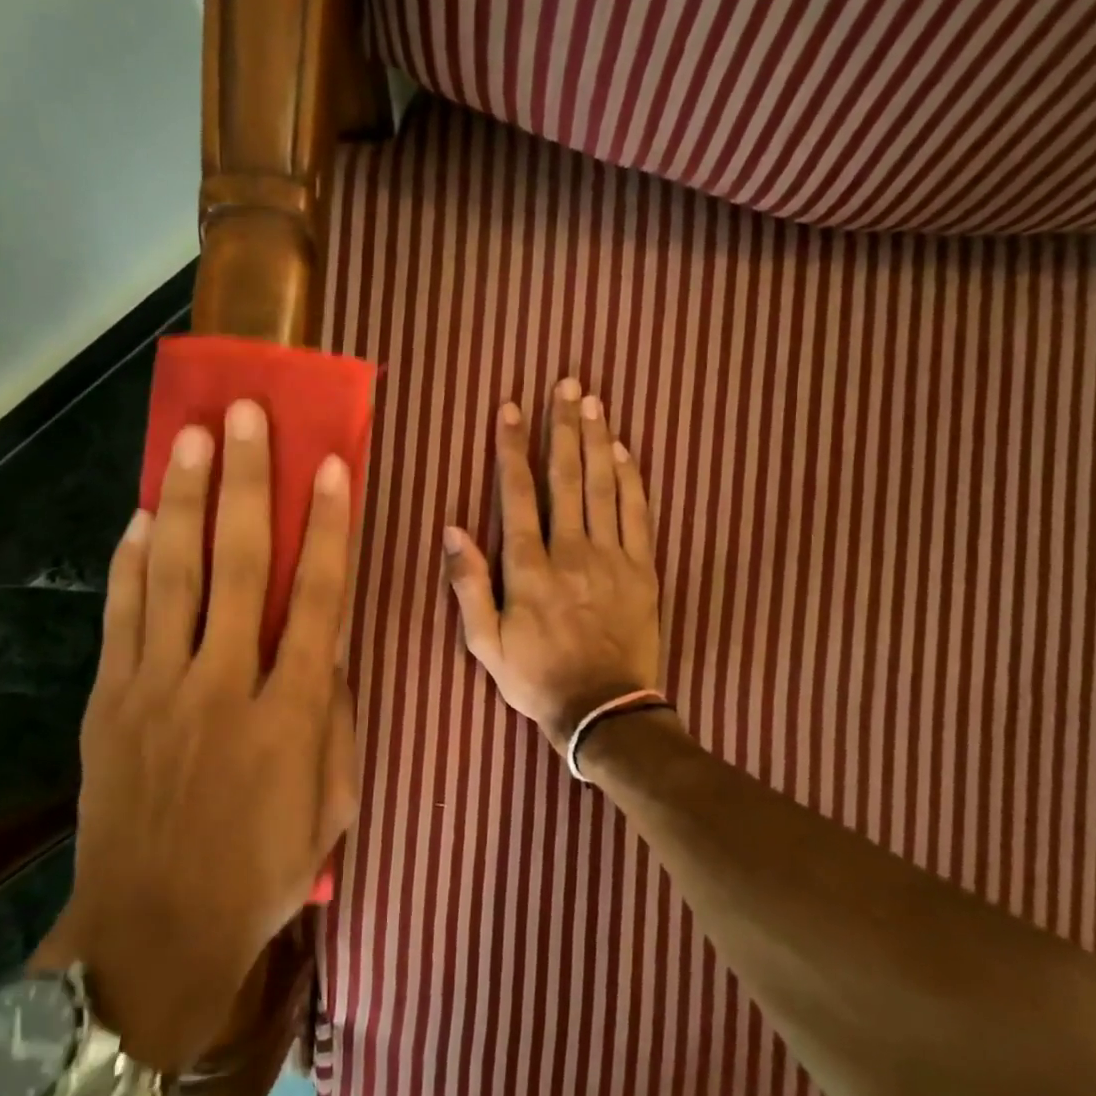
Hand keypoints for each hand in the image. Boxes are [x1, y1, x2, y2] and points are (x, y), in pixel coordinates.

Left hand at [42, 400, 357, 1073]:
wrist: (153, 934)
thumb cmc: (261, 871)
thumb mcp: (333, 802)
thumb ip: (337, 715)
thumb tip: (330, 643)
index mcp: (290, 712)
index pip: (317, 597)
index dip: (328, 526)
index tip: (332, 466)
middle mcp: (223, 684)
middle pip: (238, 564)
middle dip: (246, 483)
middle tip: (244, 416)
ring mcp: (158, 689)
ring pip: (172, 574)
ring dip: (185, 500)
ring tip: (190, 438)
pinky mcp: (110, 702)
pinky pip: (122, 615)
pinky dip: (131, 561)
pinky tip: (141, 514)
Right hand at [443, 378, 661, 753]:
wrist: (604, 711)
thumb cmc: (536, 678)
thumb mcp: (484, 642)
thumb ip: (468, 584)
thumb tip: (453, 529)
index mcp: (530, 568)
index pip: (519, 494)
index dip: (513, 448)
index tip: (511, 409)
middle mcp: (572, 552)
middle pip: (567, 477)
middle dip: (563, 427)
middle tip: (566, 384)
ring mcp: (612, 558)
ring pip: (603, 487)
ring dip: (597, 440)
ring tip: (594, 401)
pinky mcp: (643, 570)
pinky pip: (637, 515)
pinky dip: (631, 479)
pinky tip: (623, 451)